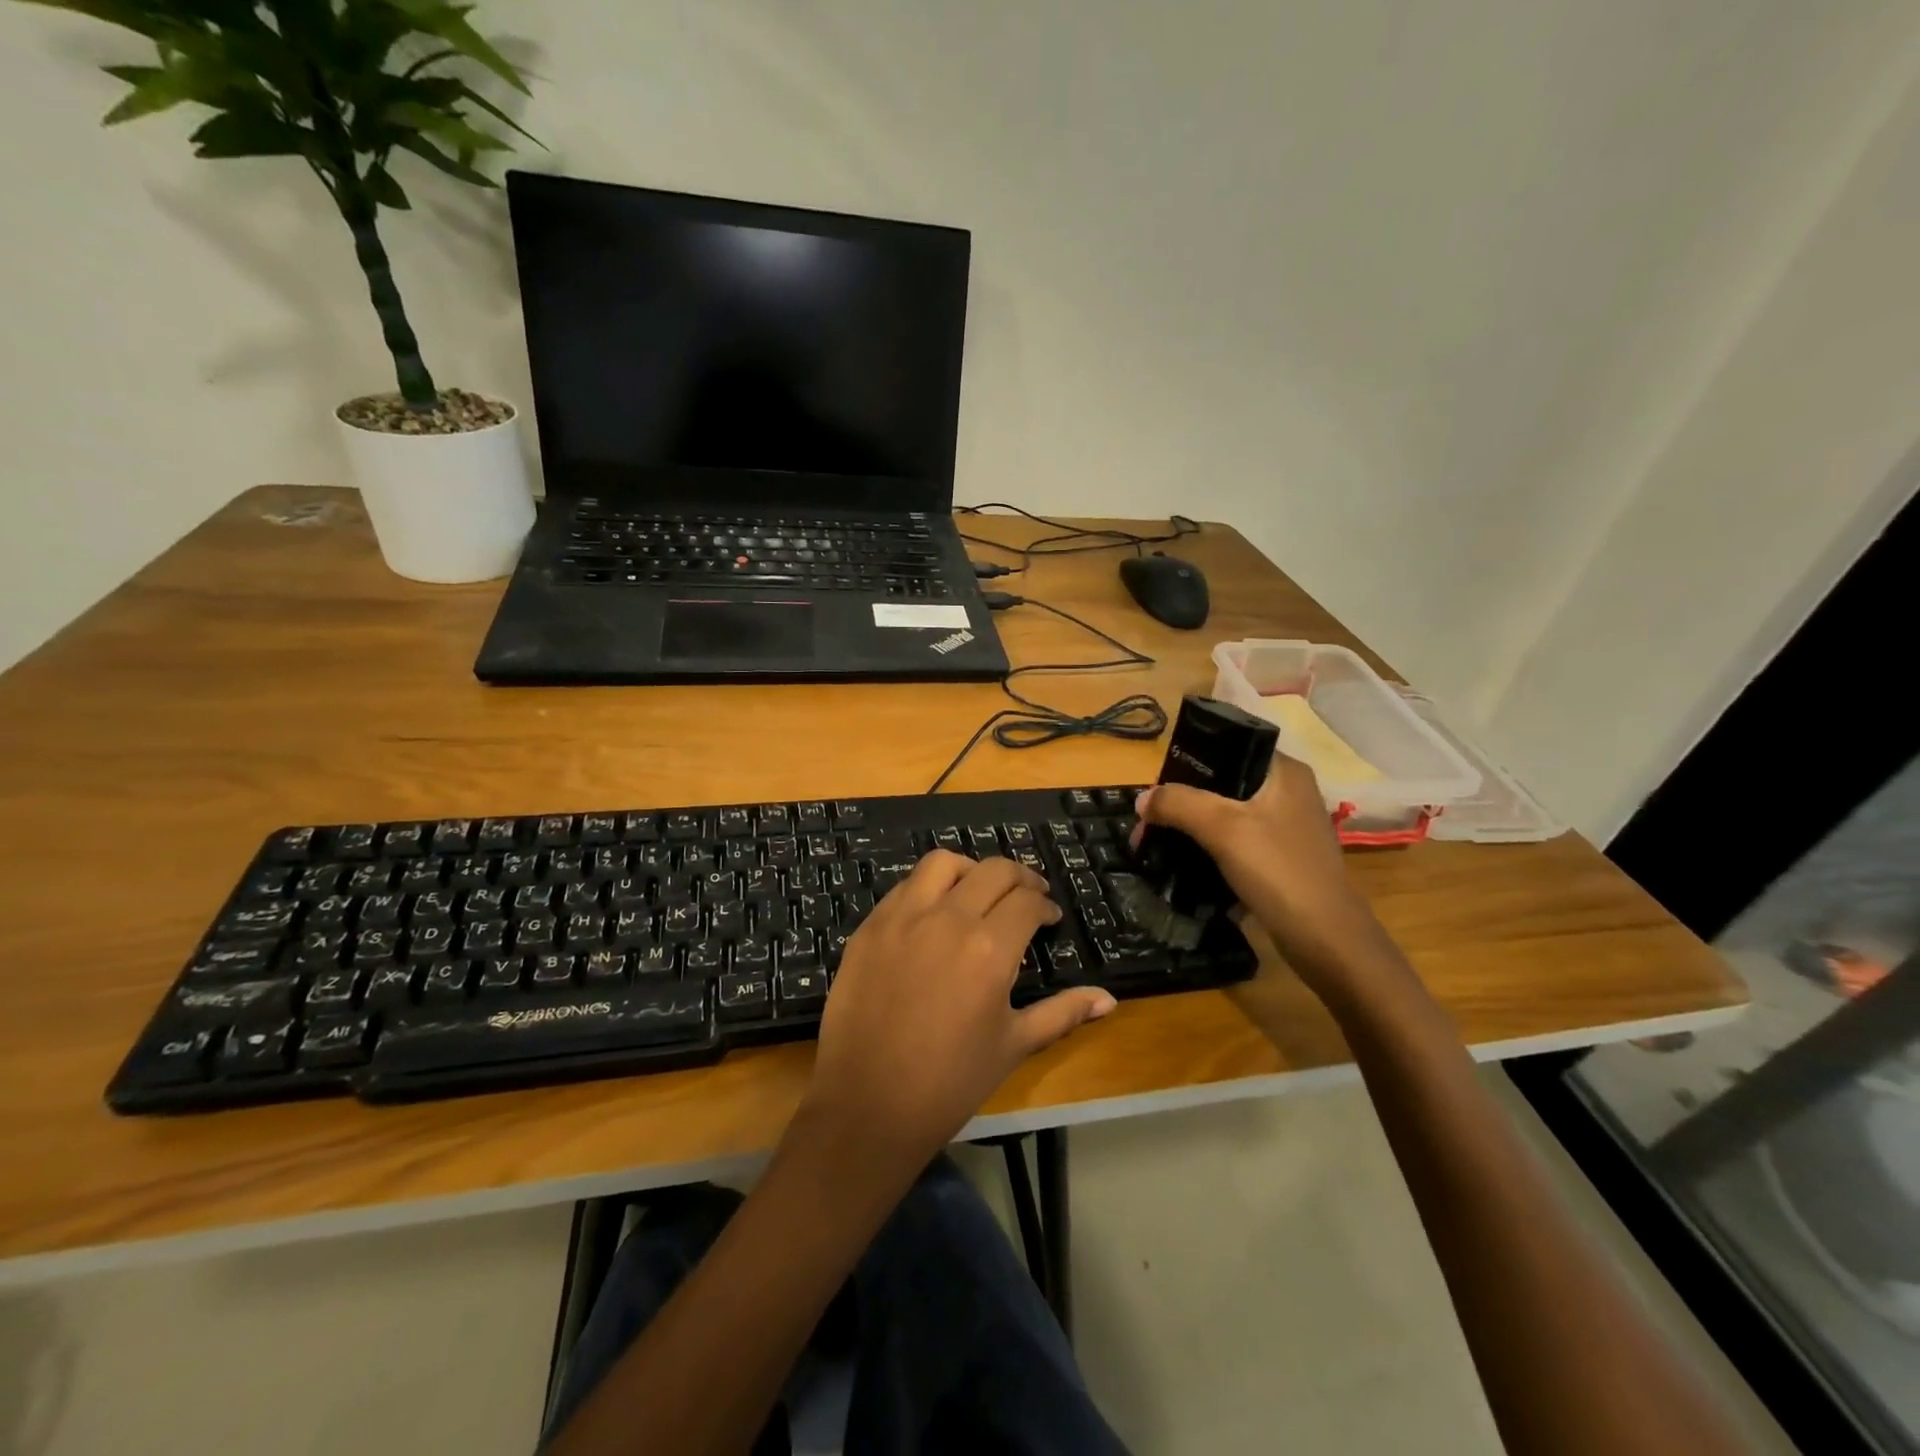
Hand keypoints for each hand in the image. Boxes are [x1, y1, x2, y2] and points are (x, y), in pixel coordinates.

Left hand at [801, 852, 1115, 1167]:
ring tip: (979, 891)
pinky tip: (935, 913)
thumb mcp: (1014, 1045)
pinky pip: (904, 887)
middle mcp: (948, 919)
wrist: (868, 1105)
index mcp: (990, 949)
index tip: (1049, 918)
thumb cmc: (950, 1082)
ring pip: (943, 863)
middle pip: (993, 871)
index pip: (1028, 902)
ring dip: (970, 870)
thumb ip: (1062, 1012)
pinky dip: (928, 888)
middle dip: (1020, 878)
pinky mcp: (869, 927)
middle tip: (1027, 896)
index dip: (1045, 905)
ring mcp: (902, 918)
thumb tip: (1108, 1000)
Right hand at [1133, 751, 1393, 1000]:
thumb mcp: (1222, 828)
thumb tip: (1141, 799)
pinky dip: (1210, 849)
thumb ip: (1178, 804)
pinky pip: (1236, 842)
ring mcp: (1287, 827)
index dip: (1185, 764)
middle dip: (1181, 803)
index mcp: (1283, 771)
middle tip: (1148, 825)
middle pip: (1221, 784)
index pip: (1226, 747)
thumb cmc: (1278, 871)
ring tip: (1158, 844)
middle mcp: (1288, 792)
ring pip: (1226, 815)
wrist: (1327, 941)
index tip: (1155, 790)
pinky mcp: (1282, 858)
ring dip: (1192, 828)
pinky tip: (1185, 863)